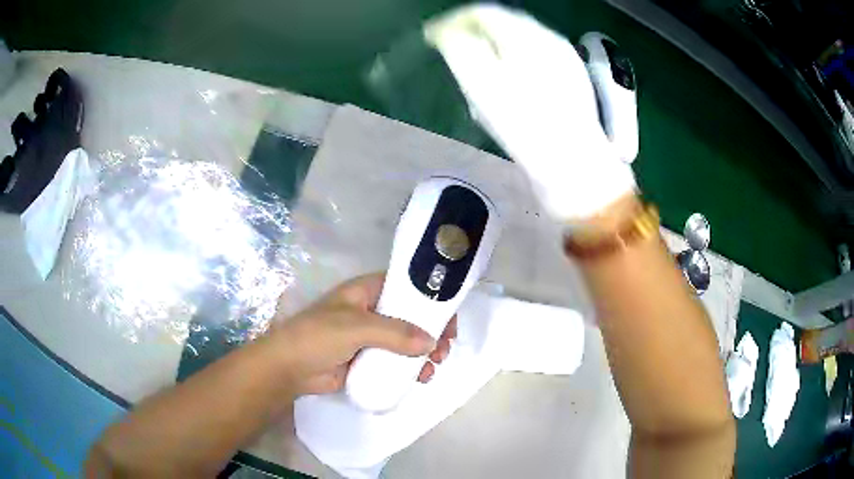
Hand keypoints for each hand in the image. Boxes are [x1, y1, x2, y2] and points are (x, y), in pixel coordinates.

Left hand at [271, 273, 457, 395]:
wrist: (290, 369)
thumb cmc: (318, 336)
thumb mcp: (356, 327)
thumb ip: (394, 333)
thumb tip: (431, 342)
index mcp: (367, 292)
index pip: (406, 287)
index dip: (430, 298)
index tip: (449, 317)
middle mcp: (372, 311)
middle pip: (411, 316)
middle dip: (432, 330)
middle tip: (446, 347)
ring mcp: (371, 337)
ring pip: (407, 341)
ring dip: (425, 352)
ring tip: (435, 365)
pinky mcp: (368, 359)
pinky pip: (396, 361)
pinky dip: (412, 368)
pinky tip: (421, 378)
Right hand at [425, 4, 636, 220]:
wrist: (574, 166)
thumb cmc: (524, 124)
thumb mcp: (480, 81)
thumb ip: (459, 47)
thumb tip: (445, 31)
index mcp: (526, 35)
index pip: (482, 13)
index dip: (452, 21)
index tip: (431, 37)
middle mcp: (549, 40)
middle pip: (503, 23)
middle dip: (473, 33)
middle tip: (451, 52)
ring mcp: (565, 60)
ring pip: (519, 41)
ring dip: (492, 48)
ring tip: (476, 69)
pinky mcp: (572, 82)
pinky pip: (535, 59)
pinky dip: (513, 63)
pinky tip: (508, 85)